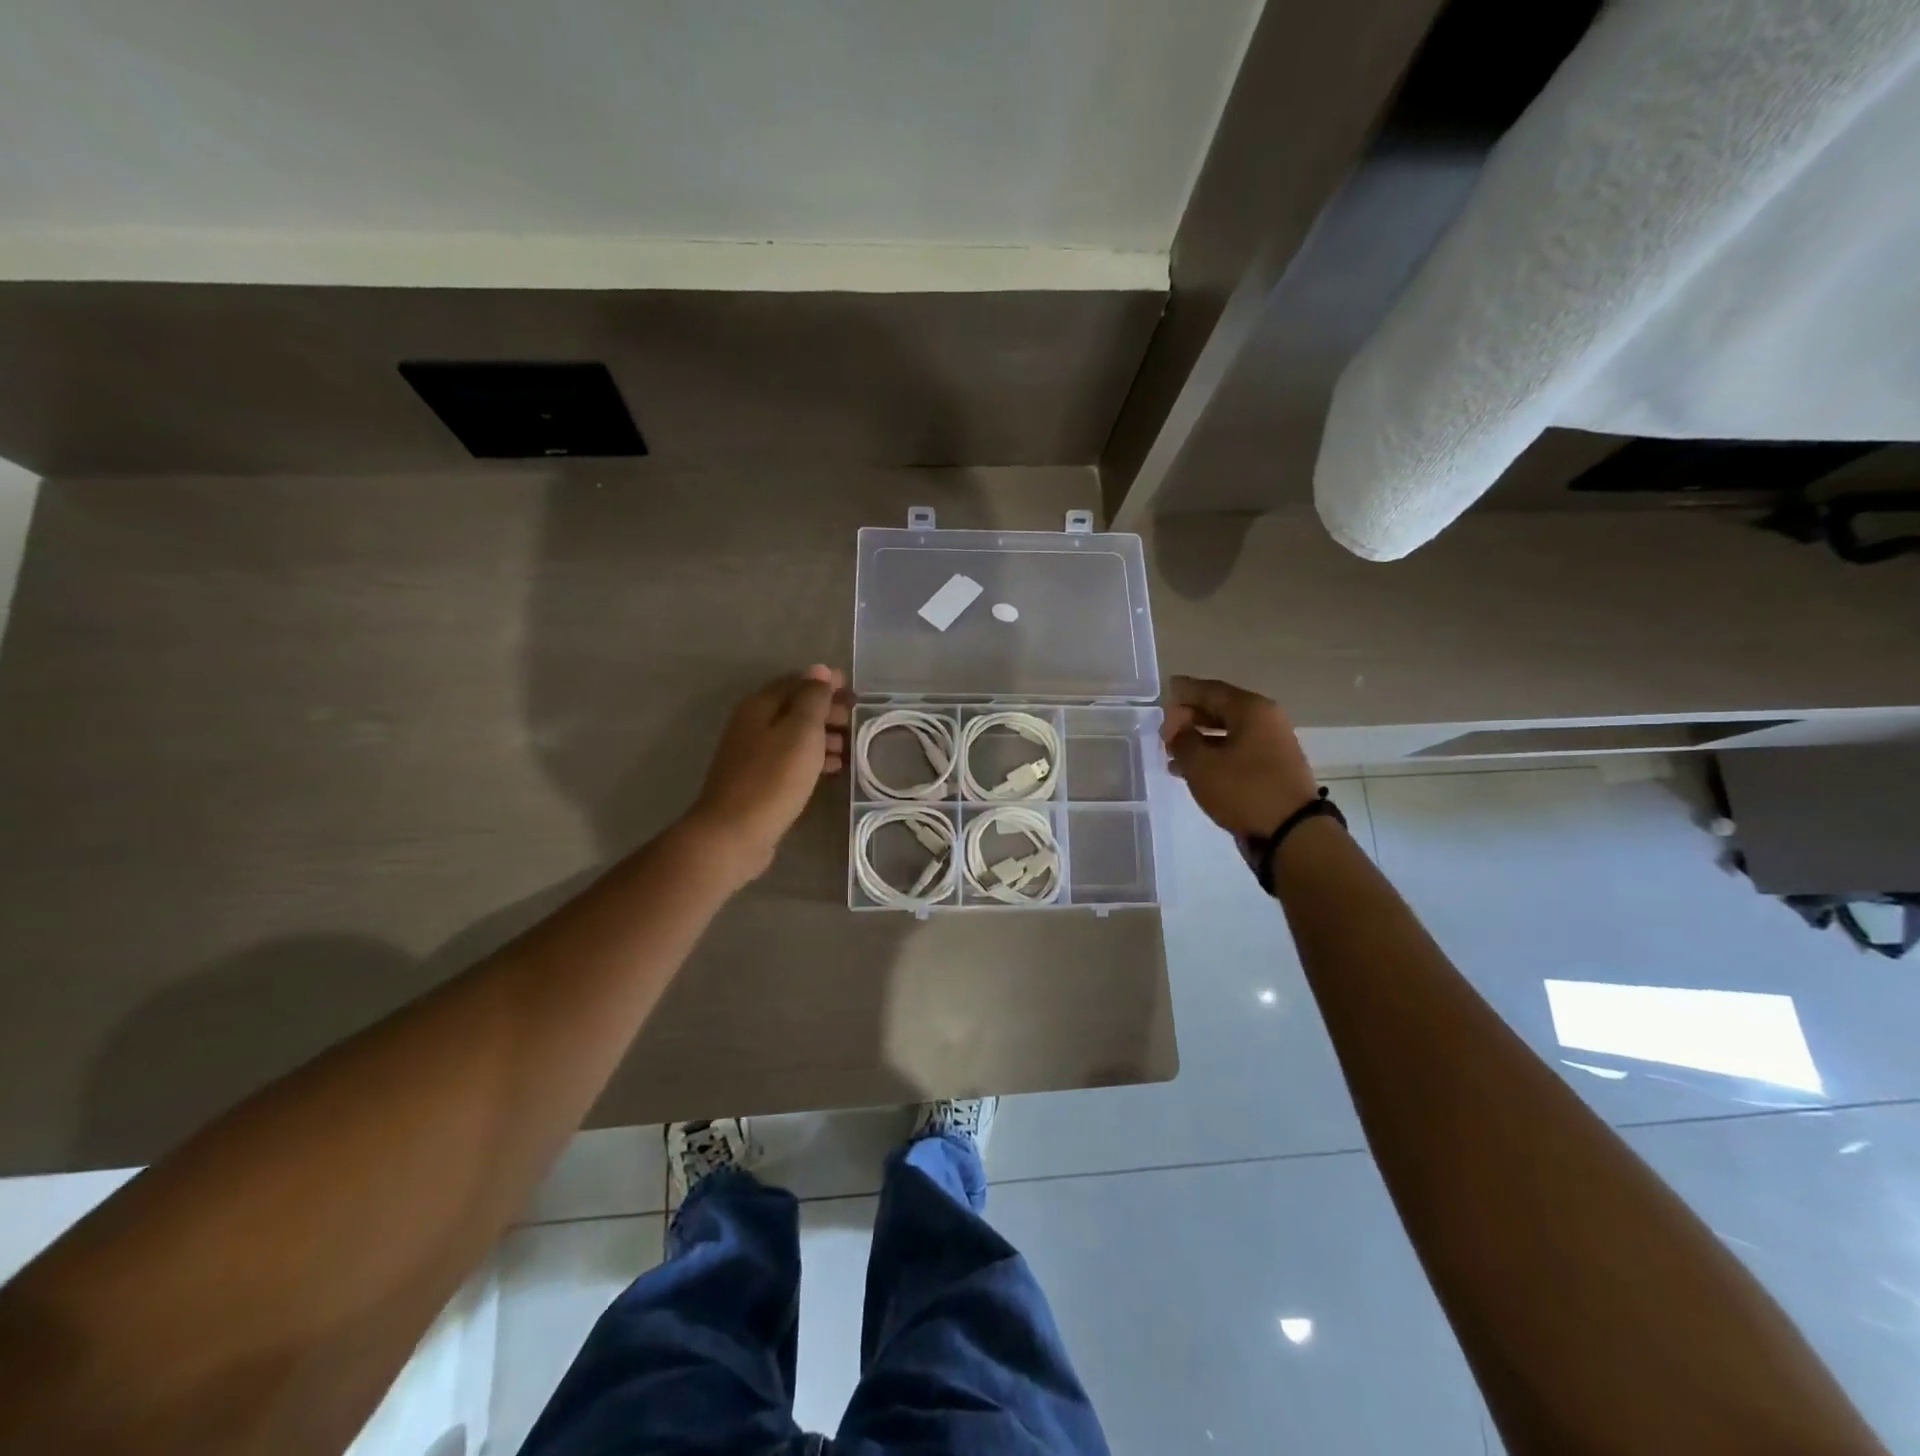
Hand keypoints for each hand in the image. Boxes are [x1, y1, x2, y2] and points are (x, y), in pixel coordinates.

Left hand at [684, 665, 849, 881]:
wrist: (735, 832)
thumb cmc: (773, 778)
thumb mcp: (801, 731)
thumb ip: (813, 699)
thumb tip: (821, 671)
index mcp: (760, 706)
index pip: (797, 682)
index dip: (826, 683)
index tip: (854, 692)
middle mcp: (752, 724)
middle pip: (794, 707)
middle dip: (827, 710)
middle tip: (856, 720)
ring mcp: (753, 754)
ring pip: (794, 735)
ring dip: (823, 735)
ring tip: (851, 746)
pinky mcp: (758, 780)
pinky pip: (790, 759)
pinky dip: (813, 758)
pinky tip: (833, 769)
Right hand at [1161, 675, 1318, 837]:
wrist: (1290, 832)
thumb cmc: (1243, 790)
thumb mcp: (1201, 764)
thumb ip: (1182, 740)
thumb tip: (1178, 728)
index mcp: (1251, 710)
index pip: (1211, 690)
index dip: (1185, 690)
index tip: (1166, 690)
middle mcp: (1266, 721)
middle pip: (1221, 709)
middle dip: (1190, 717)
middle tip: (1165, 728)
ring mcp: (1272, 745)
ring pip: (1228, 733)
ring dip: (1199, 740)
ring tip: (1171, 753)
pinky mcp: (1272, 769)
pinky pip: (1236, 752)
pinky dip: (1213, 756)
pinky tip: (1190, 770)